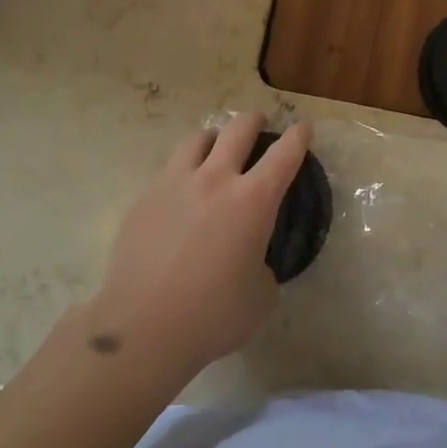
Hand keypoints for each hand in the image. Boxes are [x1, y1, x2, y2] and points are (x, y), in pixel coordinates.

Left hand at [86, 113, 311, 377]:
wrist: (142, 326)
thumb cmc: (213, 314)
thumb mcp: (261, 295)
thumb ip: (264, 266)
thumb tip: (252, 260)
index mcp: (253, 200)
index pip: (284, 155)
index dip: (298, 137)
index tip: (303, 127)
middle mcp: (215, 180)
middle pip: (238, 130)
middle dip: (255, 121)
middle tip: (260, 122)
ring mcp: (174, 184)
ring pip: (197, 140)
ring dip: (215, 137)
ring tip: (216, 145)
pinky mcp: (144, 199)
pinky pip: (169, 171)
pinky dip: (184, 170)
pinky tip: (182, 191)